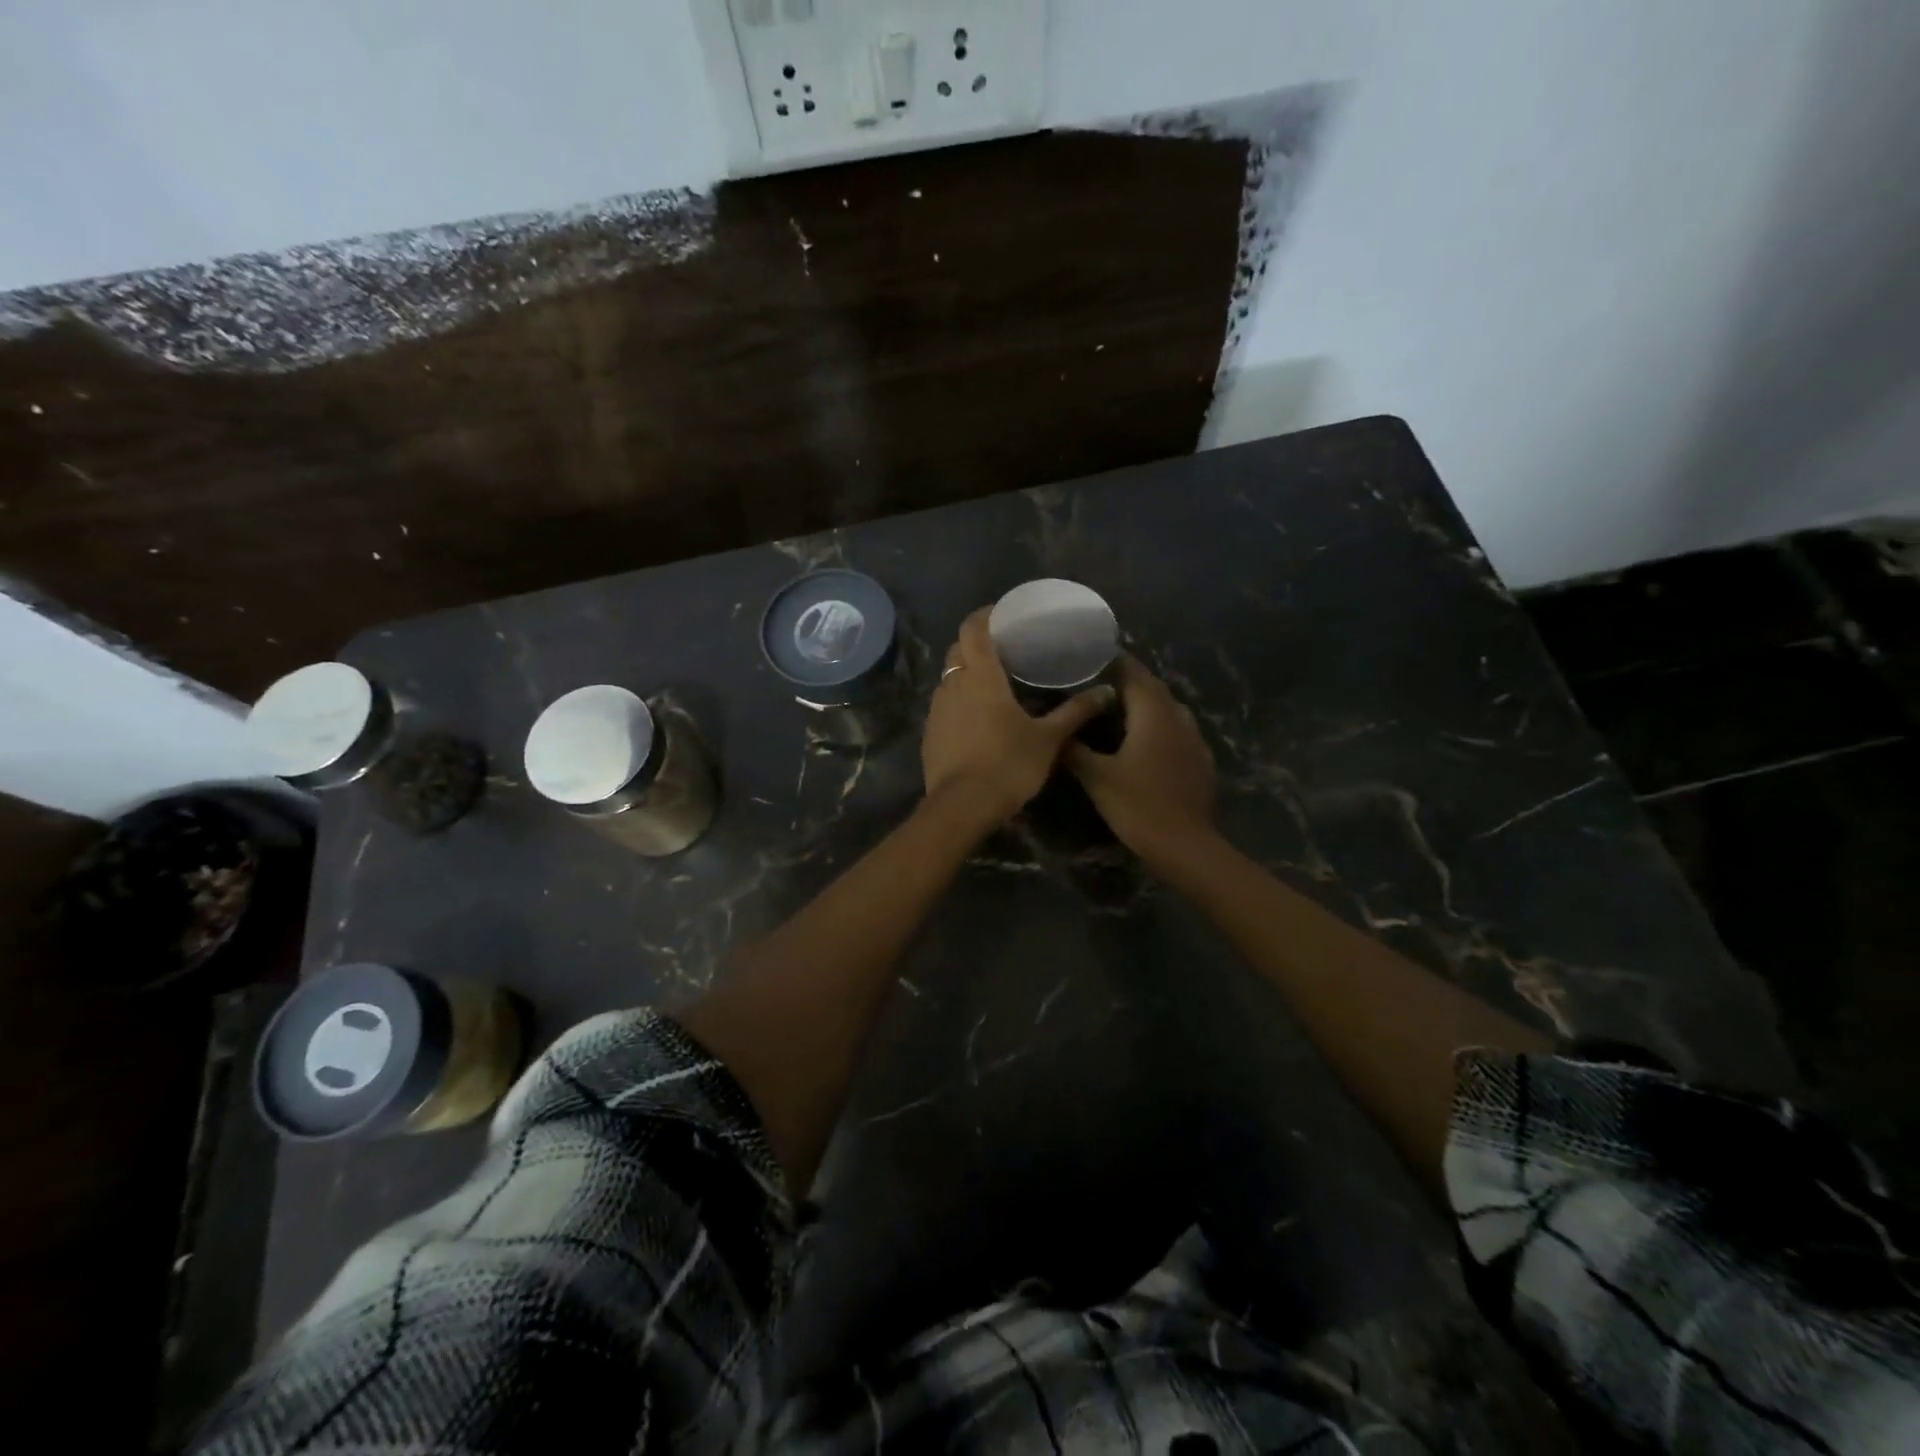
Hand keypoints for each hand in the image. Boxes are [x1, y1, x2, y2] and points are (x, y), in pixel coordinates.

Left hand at [922, 608, 1116, 829]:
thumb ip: (1076, 712)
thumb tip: (1107, 692)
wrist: (962, 807)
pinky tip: (978, 716)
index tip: (1004, 613)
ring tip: (993, 681)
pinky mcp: (930, 733)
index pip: (974, 628)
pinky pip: (944, 704)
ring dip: (966, 672)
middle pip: (958, 649)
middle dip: (977, 642)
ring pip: (949, 677)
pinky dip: (959, 700)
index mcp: (981, 676)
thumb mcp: (1049, 739)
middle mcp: (953, 684)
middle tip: (1005, 647)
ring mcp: (937, 709)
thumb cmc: (1008, 764)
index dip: (986, 614)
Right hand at [1065, 655, 1216, 865]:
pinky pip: (1177, 730)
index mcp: (1153, 713)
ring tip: (1117, 709)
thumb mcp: (1097, 777)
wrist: (1185, 845)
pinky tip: (1144, 742)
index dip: (1113, 660)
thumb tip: (1056, 730)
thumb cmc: (1138, 805)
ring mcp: (1194, 738)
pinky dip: (1158, 726)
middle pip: (1152, 687)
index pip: (1133, 672)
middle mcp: (1177, 716)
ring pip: (1167, 708)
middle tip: (1095, 682)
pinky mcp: (1200, 759)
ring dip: (1145, 703)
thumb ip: (1074, 749)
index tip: (1089, 655)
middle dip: (1127, 680)